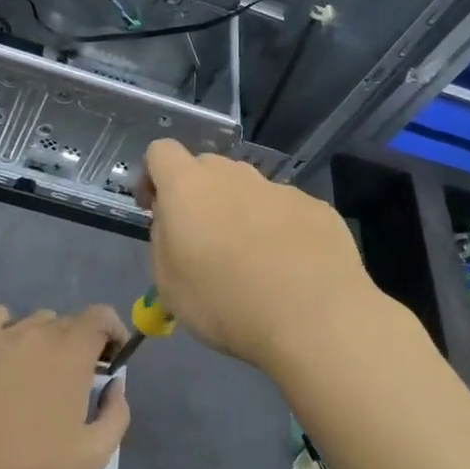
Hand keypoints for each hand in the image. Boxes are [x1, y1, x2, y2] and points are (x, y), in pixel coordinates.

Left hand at [0, 305, 130, 468]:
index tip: (112, 359)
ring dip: (45, 341)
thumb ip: (116, 413)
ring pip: (34, 323)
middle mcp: (39, 332)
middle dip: (80, 344)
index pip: (101, 316)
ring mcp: (1, 334)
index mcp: (72, 351)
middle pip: (68, 322)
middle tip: (75, 379)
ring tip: (36, 374)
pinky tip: (4, 356)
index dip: (112, 332)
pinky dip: (8, 330)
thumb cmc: (31, 468)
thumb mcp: (93, 455)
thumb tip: (114, 385)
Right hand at [138, 139, 382, 373]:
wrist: (315, 318)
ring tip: (252, 262)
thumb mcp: (169, 284)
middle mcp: (233, 174)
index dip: (153, 176)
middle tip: (204, 242)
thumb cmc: (227, 303)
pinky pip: (285, 210)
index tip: (156, 210)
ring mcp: (278, 188)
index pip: (161, 151)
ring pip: (248, 190)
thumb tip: (174, 222)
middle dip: (198, 196)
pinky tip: (291, 269)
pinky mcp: (316, 207)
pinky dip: (280, 230)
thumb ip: (164, 240)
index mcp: (189, 186)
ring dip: (240, 212)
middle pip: (206, 169)